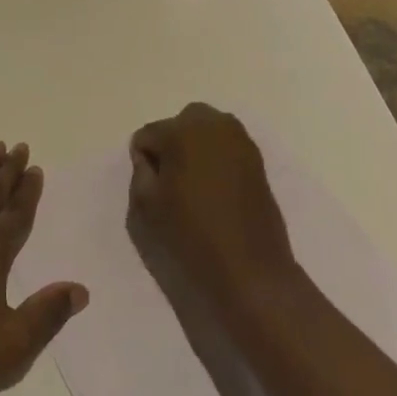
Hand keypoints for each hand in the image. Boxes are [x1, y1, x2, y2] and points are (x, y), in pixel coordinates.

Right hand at [128, 104, 297, 310]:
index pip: (147, 135)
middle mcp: (212, 124)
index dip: (145, 162)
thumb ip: (140, 172)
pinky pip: (225, 146)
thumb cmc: (192, 238)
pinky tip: (216, 189)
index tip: (153, 190)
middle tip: (172, 183)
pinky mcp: (256, 158)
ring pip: (204, 131)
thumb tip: (149, 157)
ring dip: (194, 148)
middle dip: (171, 145)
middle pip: (179, 124)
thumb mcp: (146, 207)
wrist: (250, 272)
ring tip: (195, 186)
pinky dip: (215, 158)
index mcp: (182, 131)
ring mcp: (239, 139)